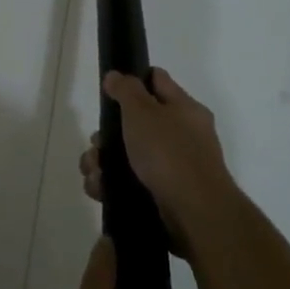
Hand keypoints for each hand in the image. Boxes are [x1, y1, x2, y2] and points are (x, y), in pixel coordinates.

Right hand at [82, 68, 239, 255]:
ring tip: (94, 172)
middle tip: (97, 144)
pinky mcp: (161, 194)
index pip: (156, 81)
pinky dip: (110, 185)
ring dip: (102, 162)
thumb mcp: (143, 112)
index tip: (108, 91)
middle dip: (107, 134)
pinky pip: (127, 182)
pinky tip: (100, 189)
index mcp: (183, 109)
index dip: (132, 81)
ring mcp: (172, 167)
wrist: (195, 213)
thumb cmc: (169, 153)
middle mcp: (180, 135)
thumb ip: (126, 90)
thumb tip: (115, 75)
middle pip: (134, 123)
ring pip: (125, 155)